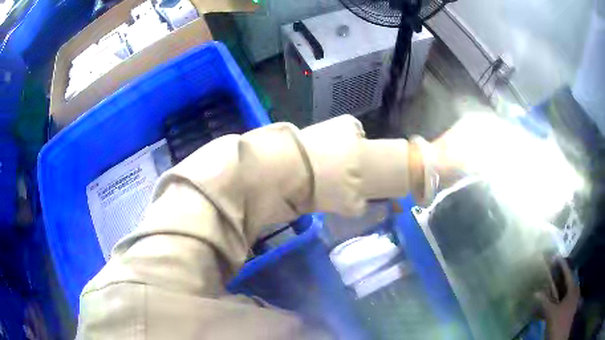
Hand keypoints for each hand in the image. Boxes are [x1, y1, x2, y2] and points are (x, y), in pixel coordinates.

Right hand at [535, 258, 579, 339]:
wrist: (561, 336)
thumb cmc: (559, 321)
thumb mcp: (552, 313)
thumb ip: (545, 302)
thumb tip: (535, 292)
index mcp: (573, 288)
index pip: (567, 273)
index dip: (561, 265)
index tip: (556, 256)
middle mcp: (574, 291)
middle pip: (566, 282)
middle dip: (558, 278)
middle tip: (551, 273)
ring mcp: (571, 301)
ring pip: (564, 293)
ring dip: (556, 291)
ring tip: (548, 288)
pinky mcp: (567, 310)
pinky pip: (562, 302)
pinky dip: (556, 301)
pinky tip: (549, 304)